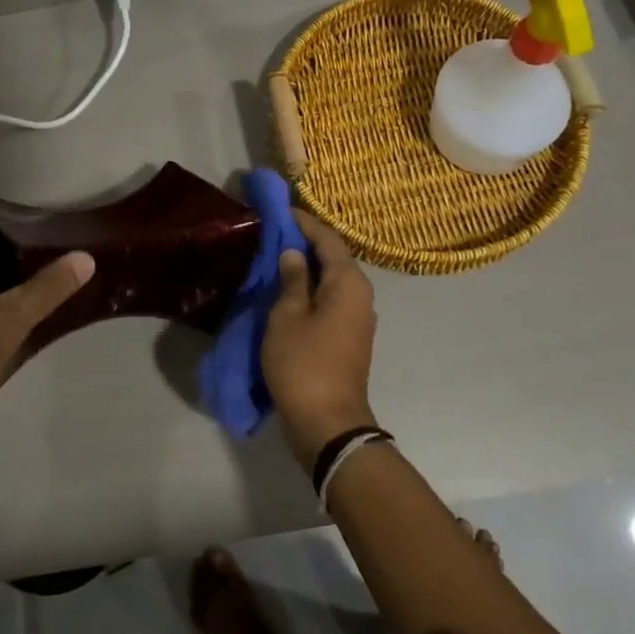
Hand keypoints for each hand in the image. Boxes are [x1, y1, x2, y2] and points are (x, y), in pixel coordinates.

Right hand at [262, 209, 377, 467]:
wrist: (328, 423)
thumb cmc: (304, 364)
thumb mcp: (287, 316)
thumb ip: (291, 280)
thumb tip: (293, 253)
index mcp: (348, 283)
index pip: (327, 238)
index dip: (304, 222)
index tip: (280, 210)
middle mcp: (360, 294)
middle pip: (334, 257)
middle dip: (305, 242)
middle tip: (274, 230)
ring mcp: (358, 317)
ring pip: (332, 279)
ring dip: (307, 266)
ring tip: (277, 256)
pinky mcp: (350, 336)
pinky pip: (331, 299)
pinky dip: (311, 288)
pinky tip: (288, 289)